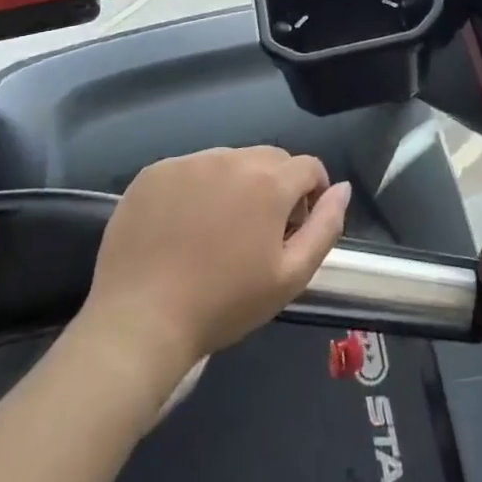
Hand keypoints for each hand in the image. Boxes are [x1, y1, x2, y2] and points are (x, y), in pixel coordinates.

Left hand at [74, 146, 350, 377]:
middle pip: (270, 159)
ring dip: (236, 184)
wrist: (139, 323)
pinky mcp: (153, 173)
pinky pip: (190, 169)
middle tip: (258, 232)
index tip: (296, 228)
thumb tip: (342, 188)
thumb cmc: (224, 304)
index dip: (312, 195)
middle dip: (276, 186)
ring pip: (229, 161)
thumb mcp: (291, 276)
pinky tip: (183, 226)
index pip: (309, 167)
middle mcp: (231, 158)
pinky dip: (196, 188)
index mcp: (269, 181)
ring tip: (218, 230)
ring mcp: (188, 162)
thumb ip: (326, 226)